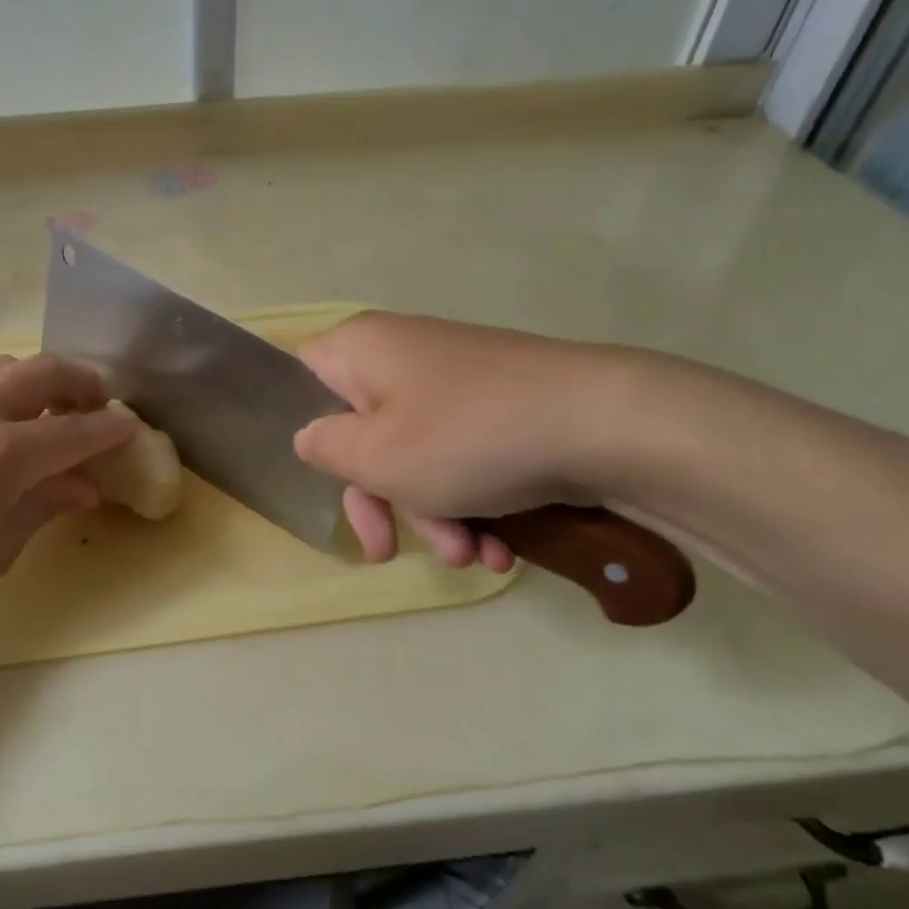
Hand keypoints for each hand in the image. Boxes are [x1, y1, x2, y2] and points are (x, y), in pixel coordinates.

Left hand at [0, 353, 135, 633]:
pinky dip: (7, 386)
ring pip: (10, 364)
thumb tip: (83, 483)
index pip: (76, 430)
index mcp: (1, 455)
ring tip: (52, 408)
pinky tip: (3, 419)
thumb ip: (44, 505)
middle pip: (48, 371)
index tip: (131, 430)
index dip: (111, 429)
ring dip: (44, 378)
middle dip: (85, 383)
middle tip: (98, 408)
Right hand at [292, 312, 627, 568]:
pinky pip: (461, 453)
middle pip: (361, 431)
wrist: (606, 423)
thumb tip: (312, 437)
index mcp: (361, 349)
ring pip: (415, 453)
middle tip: (387, 552)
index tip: (323, 479)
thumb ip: (324, 448)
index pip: (302, 379)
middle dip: (380, 500)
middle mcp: (401, 354)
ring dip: (433, 515)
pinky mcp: (498, 403)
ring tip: (471, 558)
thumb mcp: (374, 456)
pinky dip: (472, 501)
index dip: (304, 430)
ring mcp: (454, 379)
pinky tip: (501, 549)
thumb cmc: (466, 437)